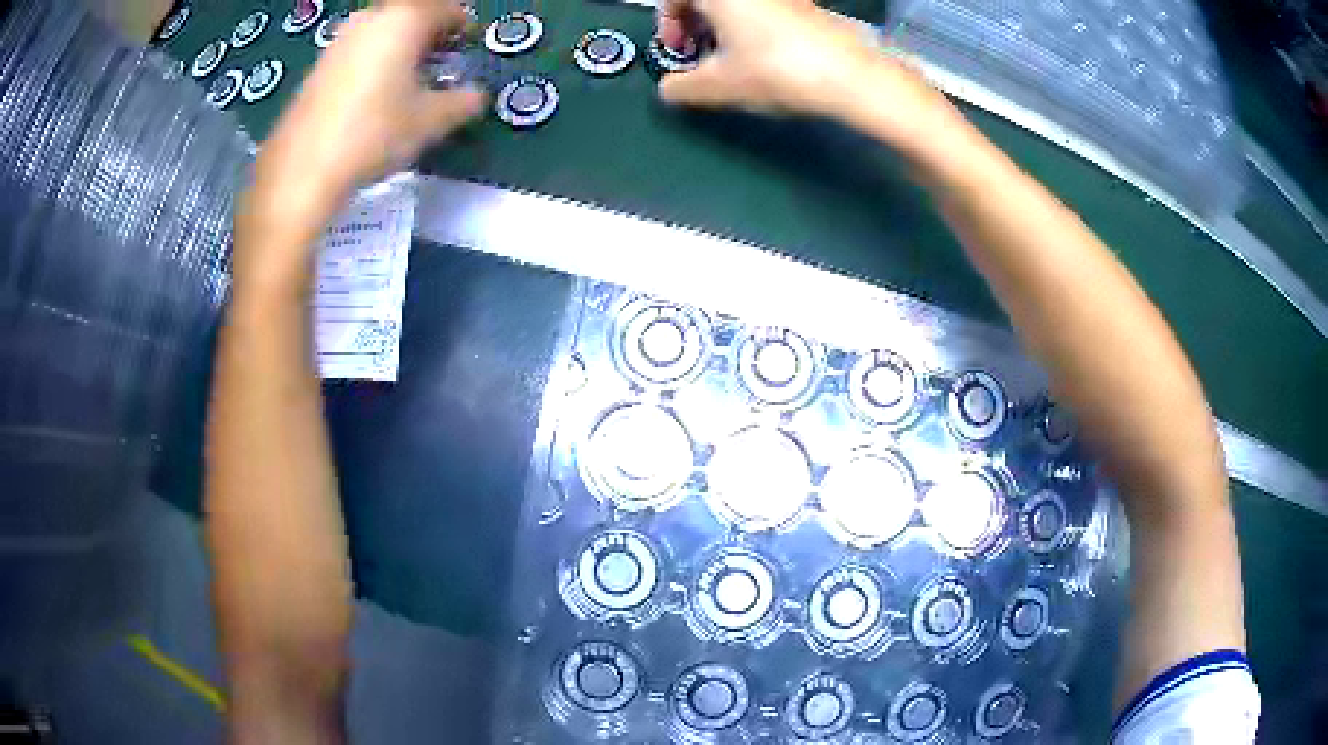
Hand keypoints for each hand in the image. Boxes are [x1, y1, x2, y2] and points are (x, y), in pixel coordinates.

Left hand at [243, 0, 484, 247]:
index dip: (465, 29)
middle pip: (413, 14)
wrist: (303, 168)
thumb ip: (464, 102)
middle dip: (431, 35)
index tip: (469, 49)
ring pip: (383, 30)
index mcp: (406, 19)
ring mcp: (341, 38)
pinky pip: (360, 48)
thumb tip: (476, 96)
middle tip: (441, 63)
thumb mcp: (431, 121)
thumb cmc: (374, 133)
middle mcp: (373, 17)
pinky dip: (375, 59)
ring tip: (408, 80)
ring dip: (401, 46)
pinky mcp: (320, 64)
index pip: (449, 11)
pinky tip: (375, 93)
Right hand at [656, 0, 944, 126]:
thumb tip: (668, 90)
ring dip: (721, 24)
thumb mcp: (720, 85)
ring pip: (735, 3)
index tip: (676, 50)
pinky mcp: (803, 5)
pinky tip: (759, 53)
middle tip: (697, 53)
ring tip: (728, 57)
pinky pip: (761, 7)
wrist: (850, 75)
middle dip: (694, 22)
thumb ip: (683, 87)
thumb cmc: (775, 70)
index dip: (668, 23)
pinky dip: (749, 24)